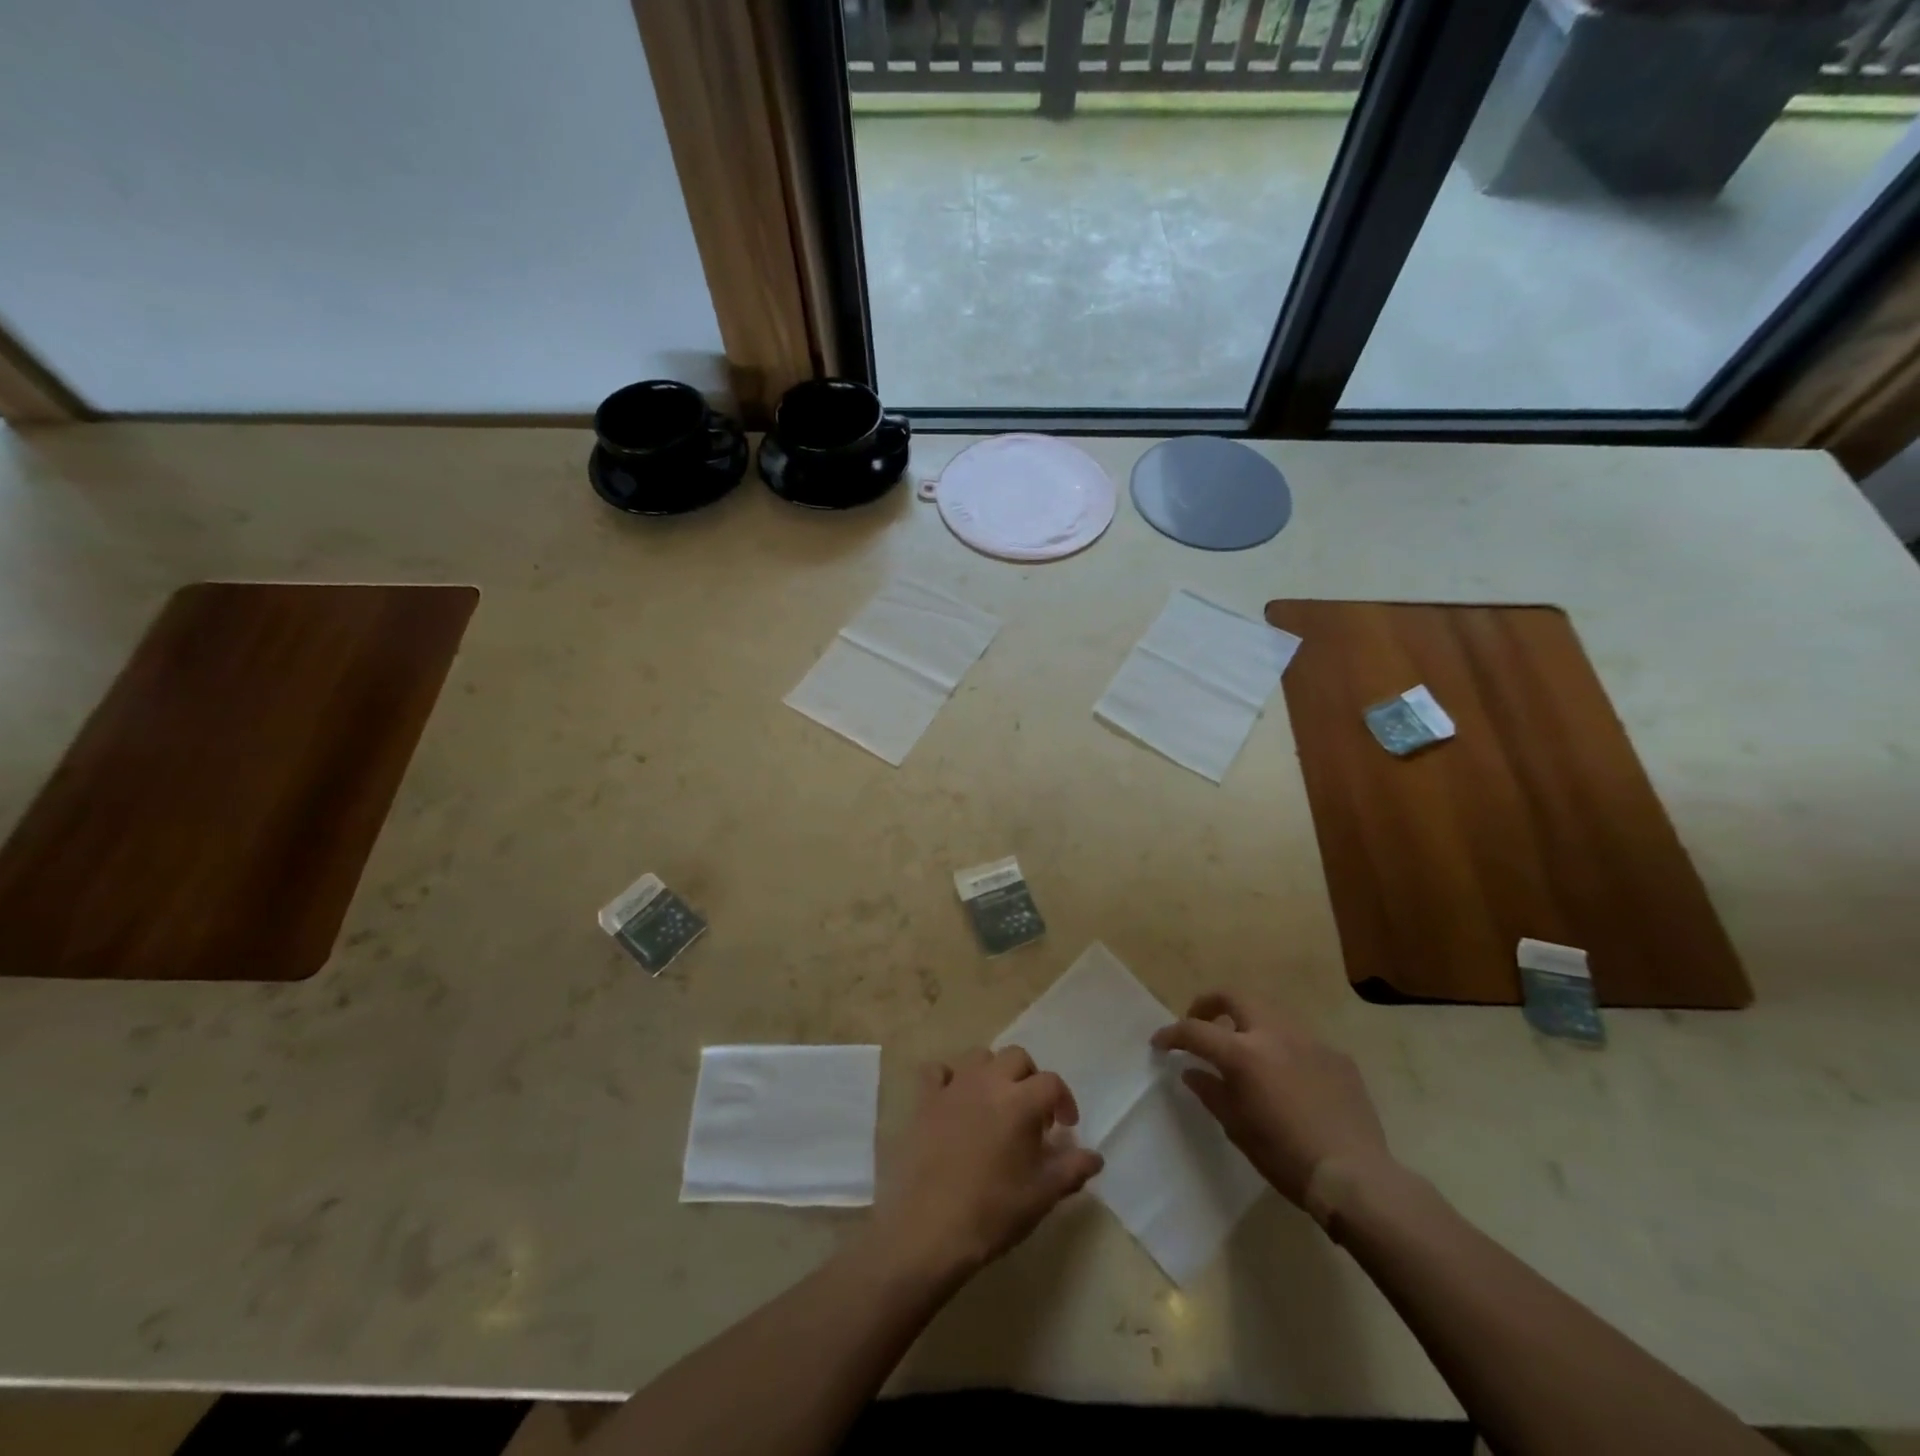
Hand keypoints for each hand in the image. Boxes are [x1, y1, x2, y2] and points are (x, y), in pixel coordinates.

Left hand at [873, 1046, 1103, 1283]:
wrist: (930, 1228)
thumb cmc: (993, 1211)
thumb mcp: (1043, 1195)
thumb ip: (1073, 1169)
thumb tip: (1095, 1157)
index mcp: (1021, 1101)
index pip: (1052, 1083)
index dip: (1064, 1101)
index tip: (1065, 1127)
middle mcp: (988, 1082)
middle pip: (1017, 1057)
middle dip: (1030, 1079)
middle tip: (1032, 1113)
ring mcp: (953, 1087)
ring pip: (979, 1057)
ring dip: (993, 1073)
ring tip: (996, 1104)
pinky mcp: (925, 1099)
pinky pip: (937, 1071)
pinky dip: (949, 1078)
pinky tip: (955, 1101)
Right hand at [1151, 992, 1391, 1222]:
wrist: (1355, 1176)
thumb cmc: (1285, 1156)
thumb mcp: (1237, 1128)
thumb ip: (1211, 1092)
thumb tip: (1192, 1071)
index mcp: (1244, 1053)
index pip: (1196, 1030)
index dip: (1172, 1034)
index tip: (1160, 1043)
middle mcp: (1274, 1034)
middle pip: (1233, 997)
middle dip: (1210, 1004)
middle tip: (1201, 1024)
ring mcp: (1309, 1041)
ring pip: (1270, 1014)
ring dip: (1249, 1024)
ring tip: (1246, 1052)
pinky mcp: (1337, 1056)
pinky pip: (1301, 1042)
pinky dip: (1284, 1050)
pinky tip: (1290, 1079)